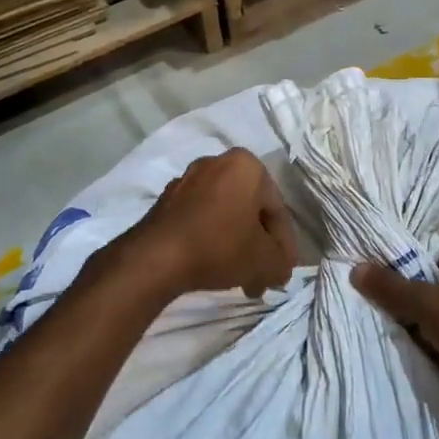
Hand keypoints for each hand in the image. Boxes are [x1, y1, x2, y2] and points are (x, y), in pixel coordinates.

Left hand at [129, 148, 297, 299]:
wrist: (155, 258)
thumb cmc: (219, 247)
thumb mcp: (265, 261)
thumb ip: (282, 262)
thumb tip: (279, 268)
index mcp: (247, 165)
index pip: (277, 210)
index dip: (283, 246)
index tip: (280, 272)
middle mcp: (218, 162)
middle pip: (250, 210)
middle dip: (258, 245)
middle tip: (261, 276)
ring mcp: (188, 179)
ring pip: (225, 214)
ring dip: (235, 243)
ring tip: (238, 276)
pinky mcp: (166, 198)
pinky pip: (200, 218)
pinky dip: (211, 238)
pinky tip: (212, 264)